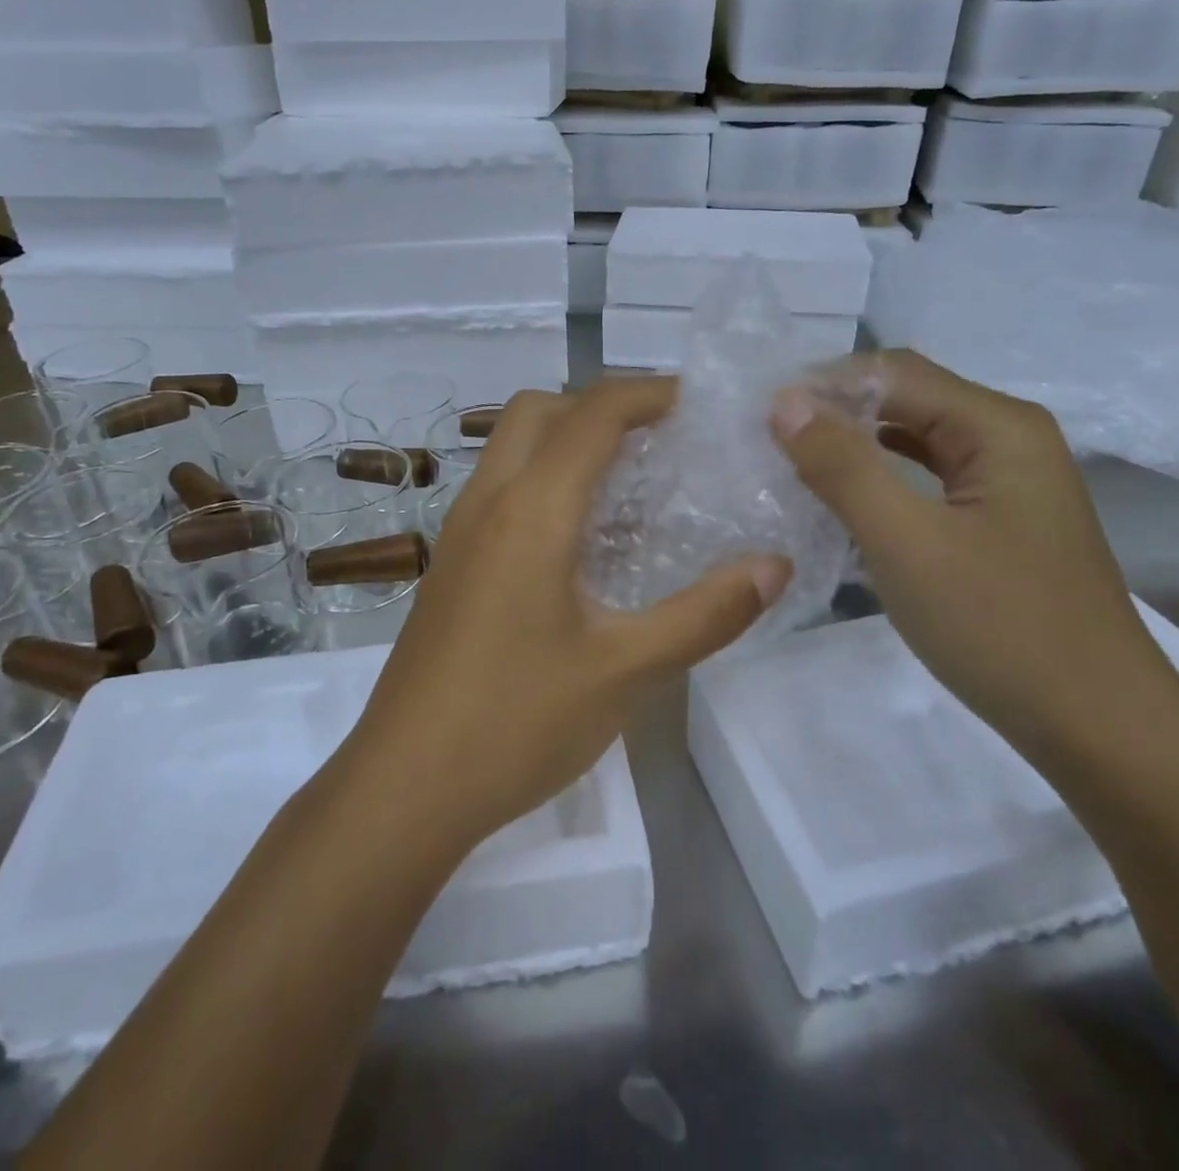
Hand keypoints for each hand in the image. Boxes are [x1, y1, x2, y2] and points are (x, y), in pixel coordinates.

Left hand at [347, 378, 792, 848]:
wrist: (405, 786)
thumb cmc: (516, 722)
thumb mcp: (626, 671)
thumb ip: (705, 614)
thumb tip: (774, 566)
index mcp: (530, 510)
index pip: (591, 413)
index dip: (647, 392)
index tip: (697, 402)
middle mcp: (487, 503)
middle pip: (539, 411)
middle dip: (599, 405)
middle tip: (660, 438)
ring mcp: (460, 533)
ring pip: (512, 448)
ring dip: (568, 442)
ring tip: (632, 483)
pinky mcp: (452, 565)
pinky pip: (501, 490)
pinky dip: (545, 481)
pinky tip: (585, 542)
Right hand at [772, 351, 1174, 753]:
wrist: (1099, 728)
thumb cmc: (1000, 627)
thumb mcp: (906, 542)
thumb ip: (842, 466)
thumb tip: (783, 402)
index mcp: (997, 426)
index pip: (892, 372)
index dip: (821, 384)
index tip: (758, 415)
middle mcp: (1008, 438)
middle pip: (906, 399)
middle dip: (835, 412)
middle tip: (766, 440)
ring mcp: (1007, 483)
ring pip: (914, 441)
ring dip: (854, 445)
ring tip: (791, 462)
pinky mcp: (998, 522)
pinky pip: (926, 480)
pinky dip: (880, 481)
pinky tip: (842, 500)